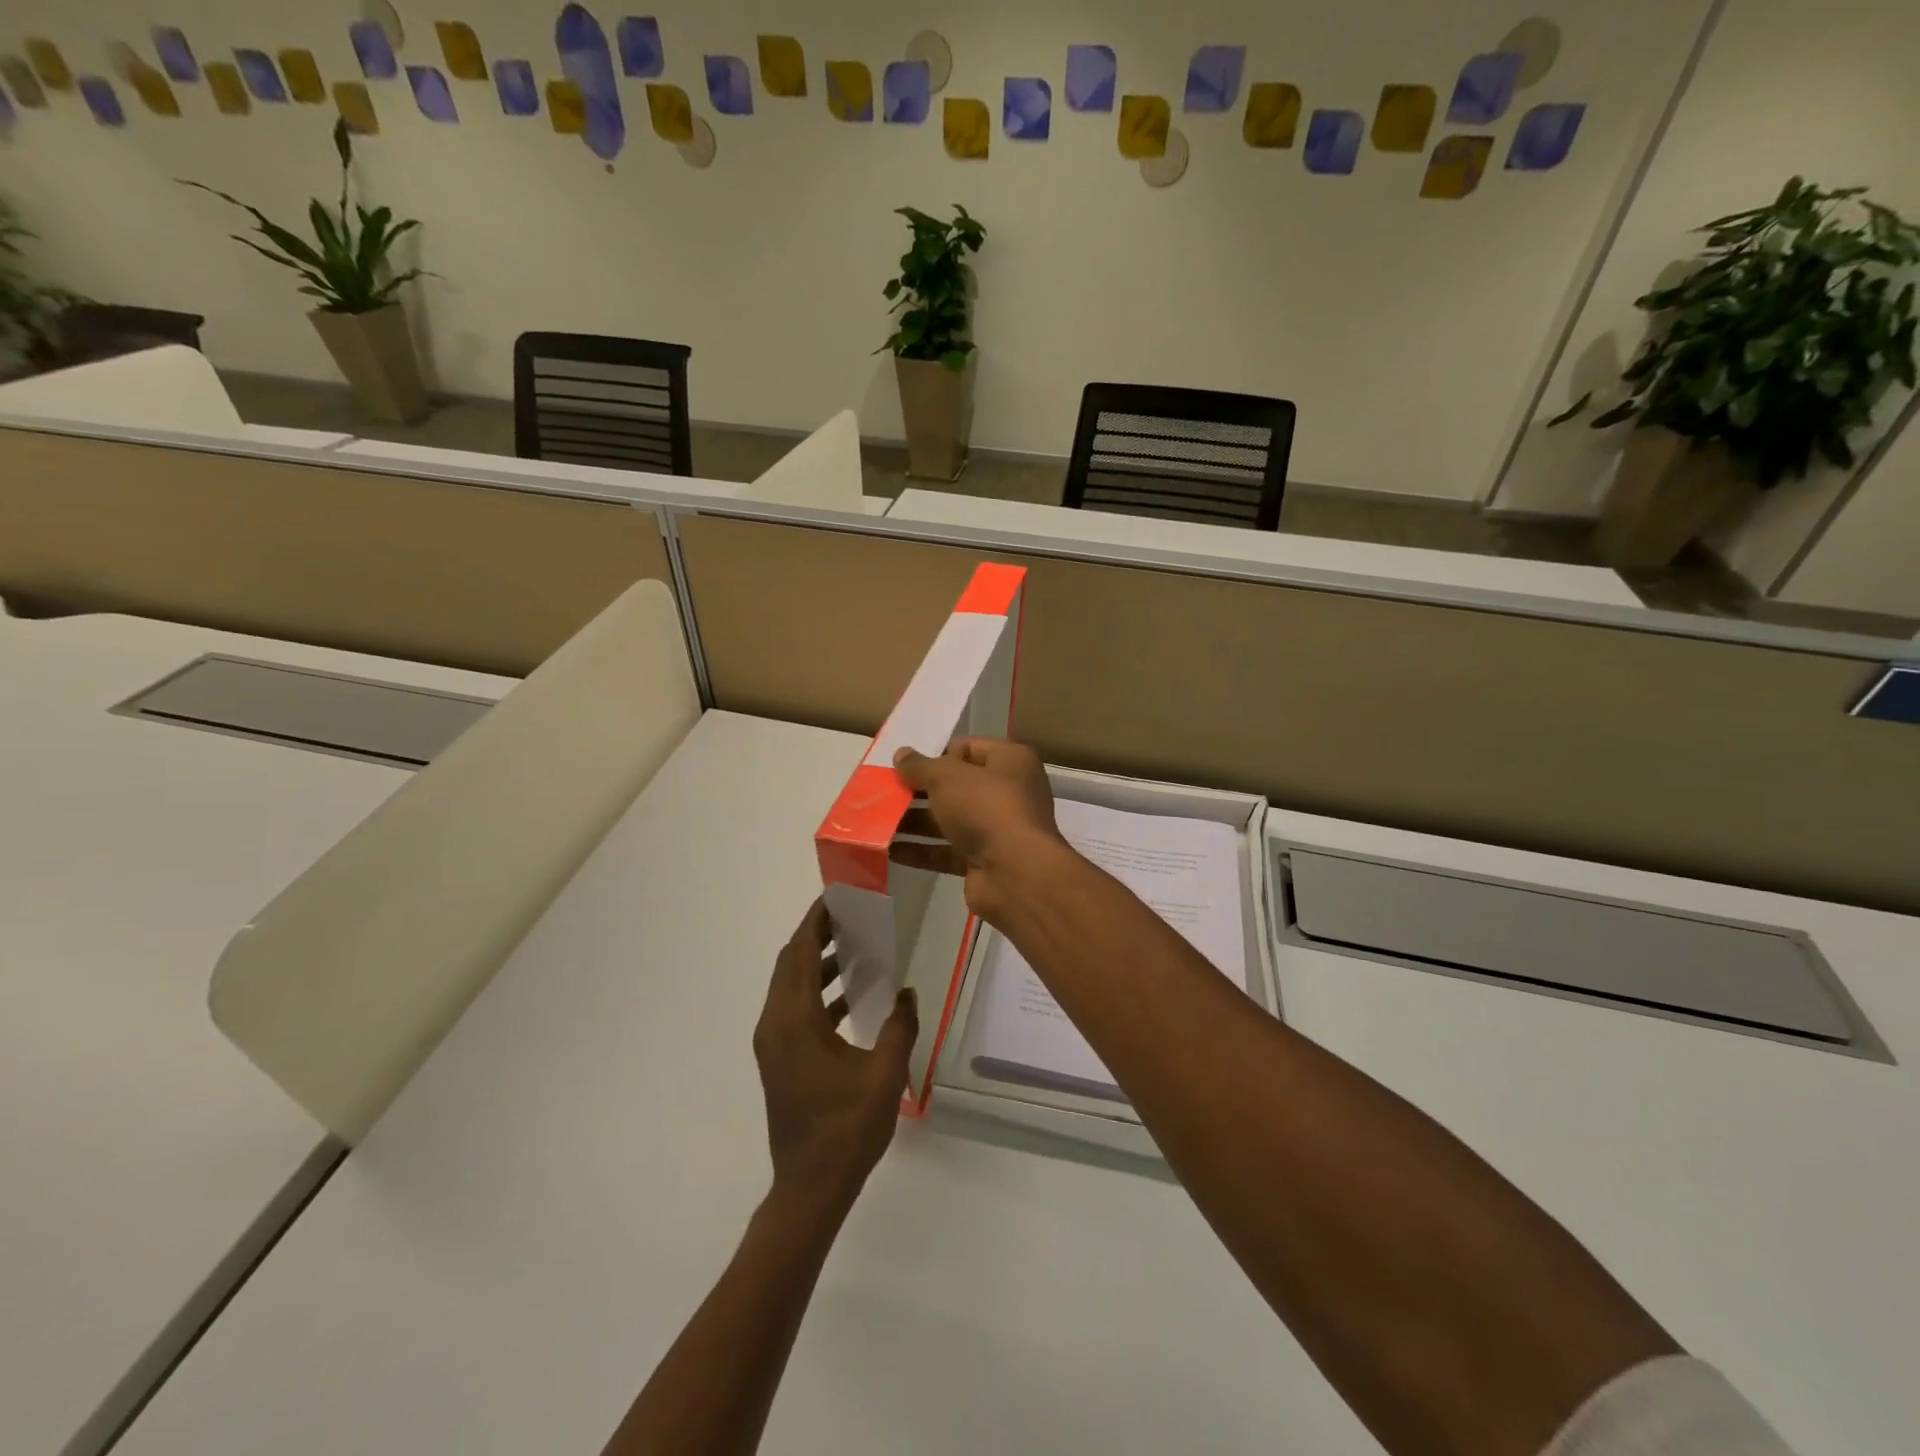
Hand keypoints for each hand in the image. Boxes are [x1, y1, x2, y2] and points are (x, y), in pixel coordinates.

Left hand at [753, 900, 917, 1217]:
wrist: (809, 1188)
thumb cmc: (846, 1129)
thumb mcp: (884, 1075)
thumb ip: (899, 1026)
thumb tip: (906, 993)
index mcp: (795, 1020)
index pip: (801, 953)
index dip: (816, 922)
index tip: (836, 898)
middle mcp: (775, 1024)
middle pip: (790, 964)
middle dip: (816, 936)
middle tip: (850, 917)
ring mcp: (772, 1044)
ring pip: (789, 987)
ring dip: (817, 965)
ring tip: (854, 950)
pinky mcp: (778, 1060)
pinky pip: (793, 1009)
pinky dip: (816, 993)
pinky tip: (848, 998)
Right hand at [891, 738, 1069, 921]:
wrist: (1015, 873)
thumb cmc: (986, 807)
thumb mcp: (947, 777)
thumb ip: (921, 766)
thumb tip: (902, 754)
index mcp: (1010, 761)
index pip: (969, 749)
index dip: (937, 754)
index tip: (905, 764)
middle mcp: (1007, 792)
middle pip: (956, 786)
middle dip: (920, 790)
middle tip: (884, 791)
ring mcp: (996, 829)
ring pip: (949, 820)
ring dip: (914, 821)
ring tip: (876, 820)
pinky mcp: (983, 861)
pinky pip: (946, 851)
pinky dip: (920, 850)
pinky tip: (888, 850)